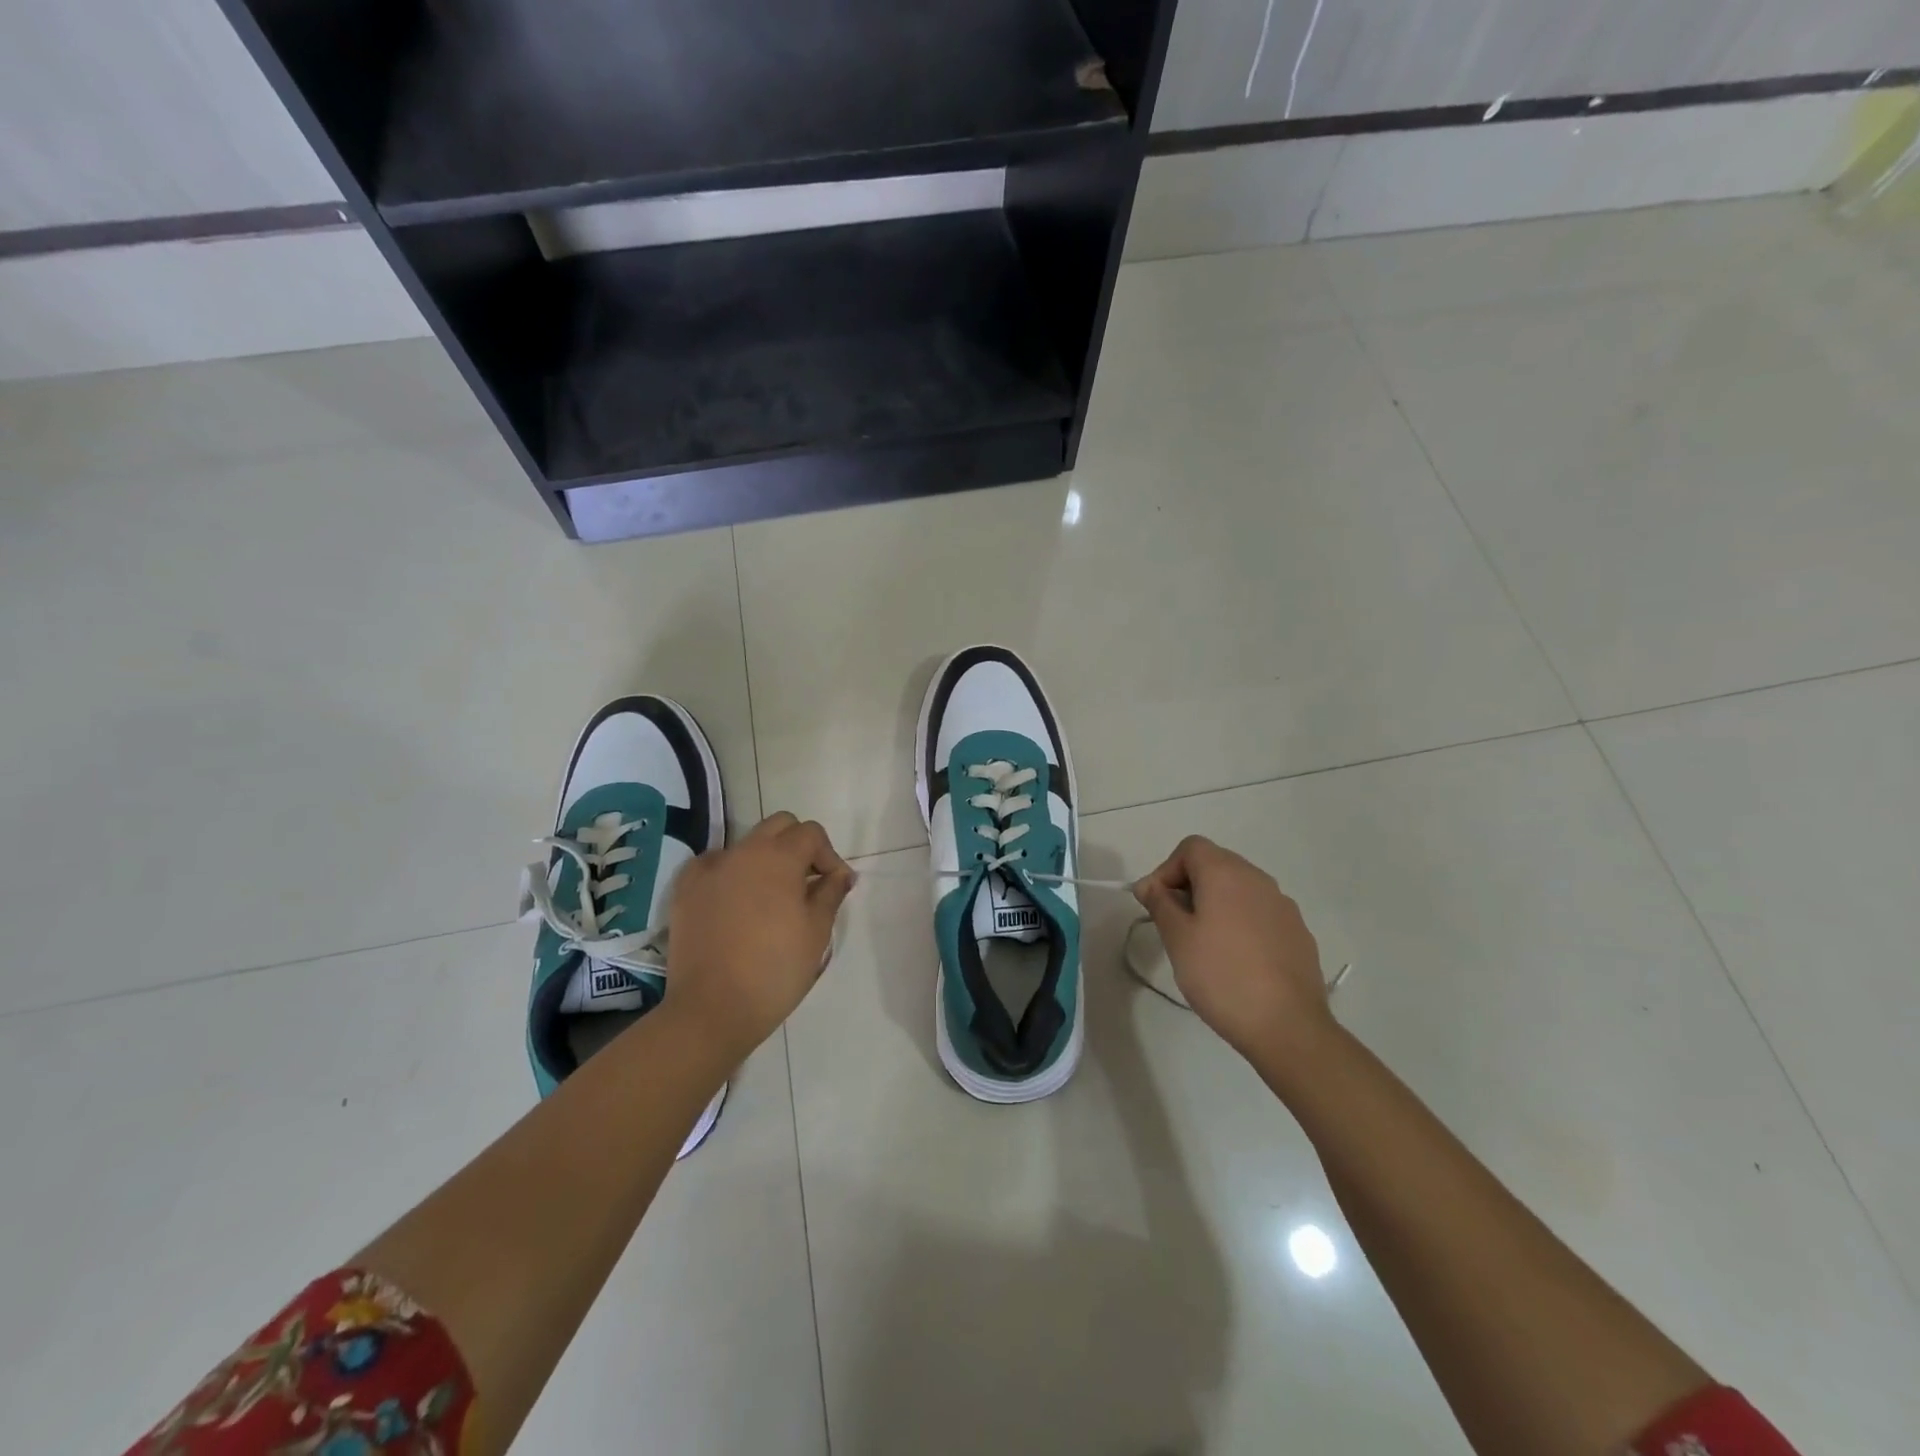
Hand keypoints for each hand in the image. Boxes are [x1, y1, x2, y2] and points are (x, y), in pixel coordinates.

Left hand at [665, 812, 854, 1057]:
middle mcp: (742, 851)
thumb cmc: (775, 970)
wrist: (712, 1009)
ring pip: (746, 845)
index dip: (828, 855)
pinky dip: (730, 873)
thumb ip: (831, 893)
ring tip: (770, 897)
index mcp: (778, 857)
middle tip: (806, 883)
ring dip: (765, 860)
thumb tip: (840, 874)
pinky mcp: (685, 889)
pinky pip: (714, 865)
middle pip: (778, 826)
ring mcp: (709, 868)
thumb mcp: (816, 932)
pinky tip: (735, 902)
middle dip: (798, 846)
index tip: (833, 887)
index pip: (811, 833)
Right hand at [1133, 836, 1332, 1060]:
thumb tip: (1149, 884)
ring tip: (1204, 944)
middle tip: (1174, 924)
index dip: (1167, 869)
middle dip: (1189, 886)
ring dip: (1216, 904)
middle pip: (1216, 864)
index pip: (1191, 848)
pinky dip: (1240, 922)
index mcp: (1226, 873)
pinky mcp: (1298, 932)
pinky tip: (1236, 960)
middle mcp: (1258, 879)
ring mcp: (1283, 905)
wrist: (1287, 1025)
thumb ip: (1160, 902)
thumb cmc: (1221, 975)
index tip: (1156, 904)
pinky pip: (1260, 913)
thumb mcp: (1177, 938)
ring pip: (1239, 889)